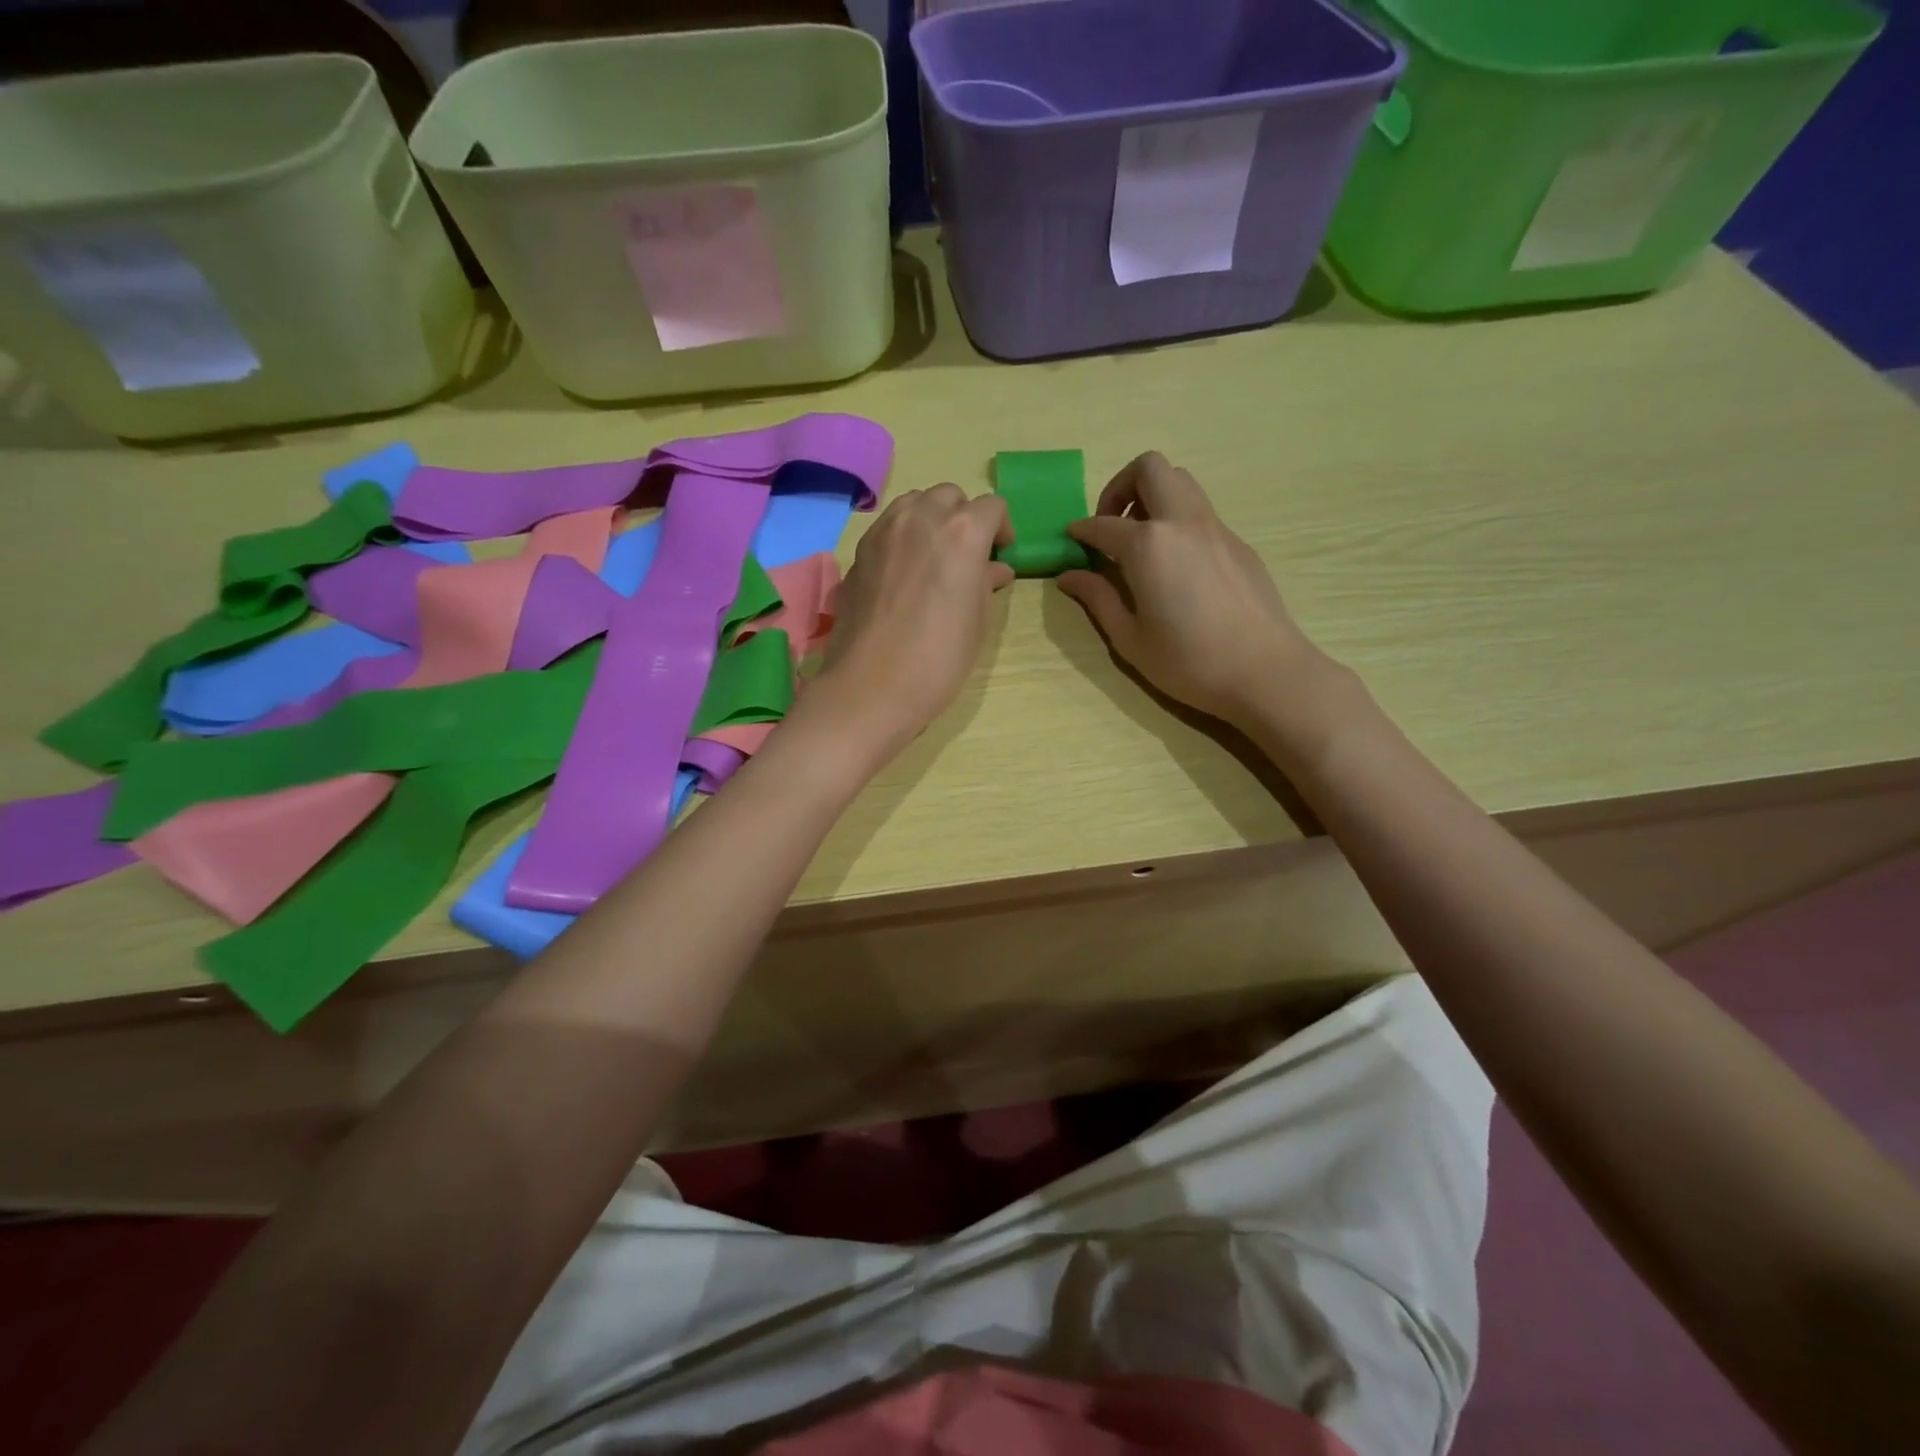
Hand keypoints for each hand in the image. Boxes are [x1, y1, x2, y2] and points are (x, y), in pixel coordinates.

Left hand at [809, 484, 1014, 755]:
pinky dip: (903, 536)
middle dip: (964, 517)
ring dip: (931, 520)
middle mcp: (921, 518)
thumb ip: (985, 583)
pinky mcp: (859, 551)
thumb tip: (993, 568)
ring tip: (935, 558)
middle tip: (968, 556)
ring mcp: (884, 531)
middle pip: (950, 495)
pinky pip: (888, 526)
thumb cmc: (938, 660)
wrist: (870, 687)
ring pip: (914, 503)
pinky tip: (904, 573)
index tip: (1000, 556)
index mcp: (962, 532)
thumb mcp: (977, 623)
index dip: (1002, 529)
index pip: (992, 507)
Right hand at [1057, 452, 1332, 733]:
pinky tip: (1175, 566)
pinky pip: (1201, 513)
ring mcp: (1216, 529)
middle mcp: (1182, 523)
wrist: (1265, 671)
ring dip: (1153, 496)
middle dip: (1121, 486)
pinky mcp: (1238, 543)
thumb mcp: (1130, 639)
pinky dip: (1178, 521)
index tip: (1071, 541)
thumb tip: (1069, 576)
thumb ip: (1098, 599)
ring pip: (1181, 482)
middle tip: (1111, 525)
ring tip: (1141, 541)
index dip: (1081, 530)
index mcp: (1148, 546)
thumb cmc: (1189, 662)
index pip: (1103, 524)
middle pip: (1150, 469)